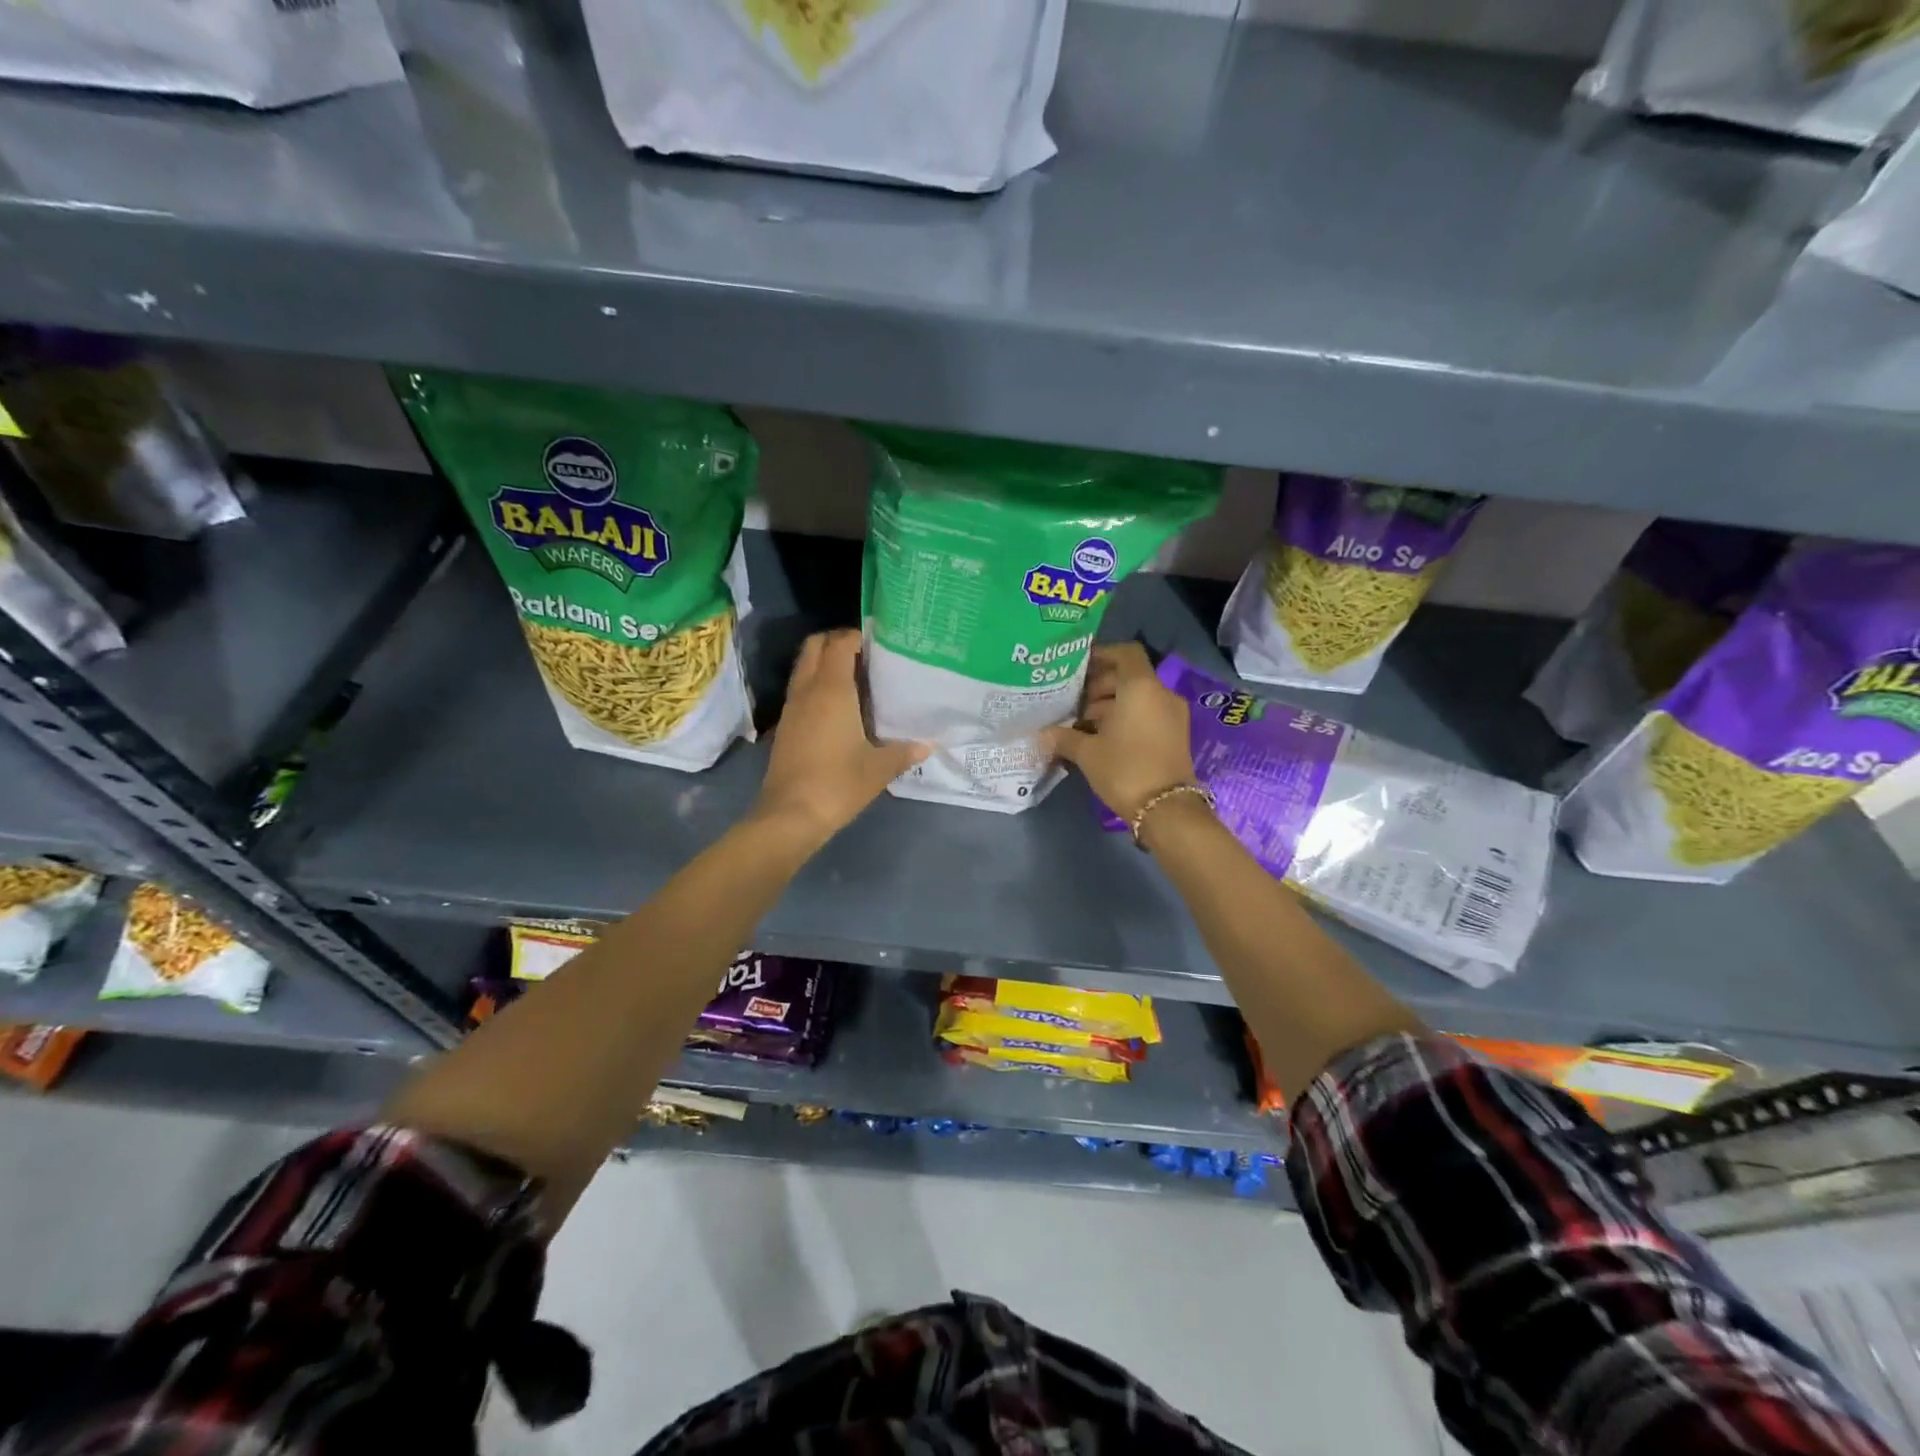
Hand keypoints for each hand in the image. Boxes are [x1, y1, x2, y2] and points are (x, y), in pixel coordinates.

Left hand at [754, 630, 928, 845]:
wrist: (789, 816)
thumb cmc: (837, 784)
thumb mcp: (879, 768)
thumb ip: (905, 751)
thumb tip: (928, 745)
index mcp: (831, 690)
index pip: (840, 643)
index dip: (858, 635)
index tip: (881, 642)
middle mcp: (807, 690)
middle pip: (815, 646)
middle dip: (837, 641)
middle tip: (867, 655)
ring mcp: (792, 707)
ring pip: (804, 666)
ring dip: (825, 662)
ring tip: (858, 677)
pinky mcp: (786, 725)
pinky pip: (801, 689)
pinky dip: (817, 684)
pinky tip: (840, 706)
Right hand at [1039, 643, 1195, 821]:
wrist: (1167, 809)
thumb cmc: (1125, 769)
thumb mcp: (1087, 752)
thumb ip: (1063, 736)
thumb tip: (1042, 733)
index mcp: (1141, 687)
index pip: (1125, 653)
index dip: (1101, 654)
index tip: (1078, 668)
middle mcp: (1161, 694)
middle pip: (1129, 676)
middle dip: (1100, 685)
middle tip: (1074, 702)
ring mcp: (1172, 715)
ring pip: (1138, 697)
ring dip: (1110, 705)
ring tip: (1083, 724)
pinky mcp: (1175, 735)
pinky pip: (1147, 714)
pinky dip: (1126, 718)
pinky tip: (1101, 738)